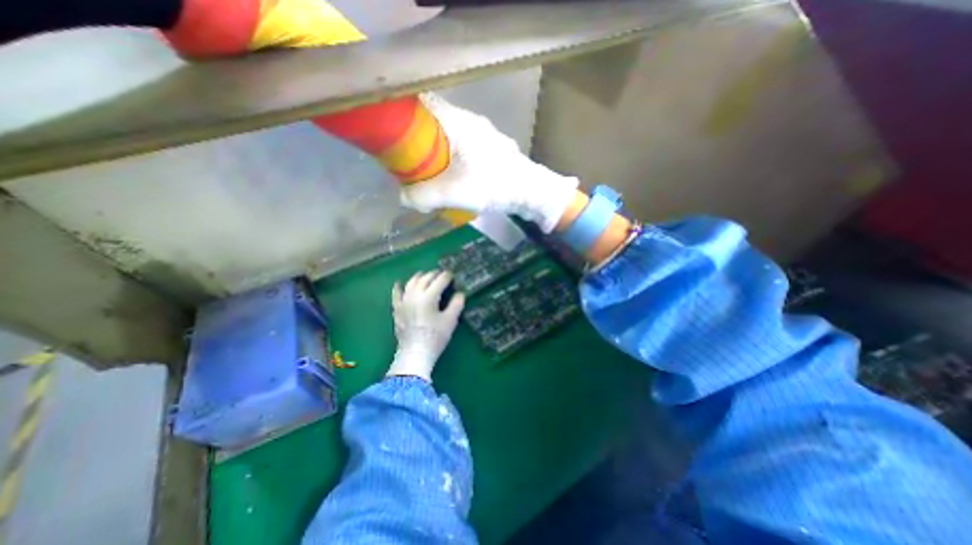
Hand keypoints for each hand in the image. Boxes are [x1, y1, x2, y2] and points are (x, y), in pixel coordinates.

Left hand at [386, 268, 464, 380]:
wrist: (415, 354)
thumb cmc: (435, 337)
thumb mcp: (450, 321)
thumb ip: (456, 304)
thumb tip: (460, 293)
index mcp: (429, 297)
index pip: (439, 280)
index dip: (447, 276)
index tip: (452, 275)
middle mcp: (414, 295)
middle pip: (425, 279)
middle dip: (434, 274)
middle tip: (442, 275)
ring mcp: (404, 301)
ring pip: (411, 283)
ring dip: (419, 277)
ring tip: (425, 275)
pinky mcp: (397, 309)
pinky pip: (396, 294)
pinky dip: (398, 287)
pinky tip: (399, 283)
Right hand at [400, 93, 579, 232]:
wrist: (531, 192)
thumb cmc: (495, 187)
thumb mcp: (456, 193)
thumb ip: (425, 195)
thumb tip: (403, 197)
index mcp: (460, 123)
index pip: (423, 104)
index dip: (404, 114)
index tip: (391, 132)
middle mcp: (471, 122)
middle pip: (435, 121)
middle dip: (418, 138)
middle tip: (408, 159)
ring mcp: (483, 134)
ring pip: (450, 135)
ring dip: (437, 149)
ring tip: (429, 171)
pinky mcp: (491, 148)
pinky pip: (463, 146)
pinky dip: (451, 156)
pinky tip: (453, 175)